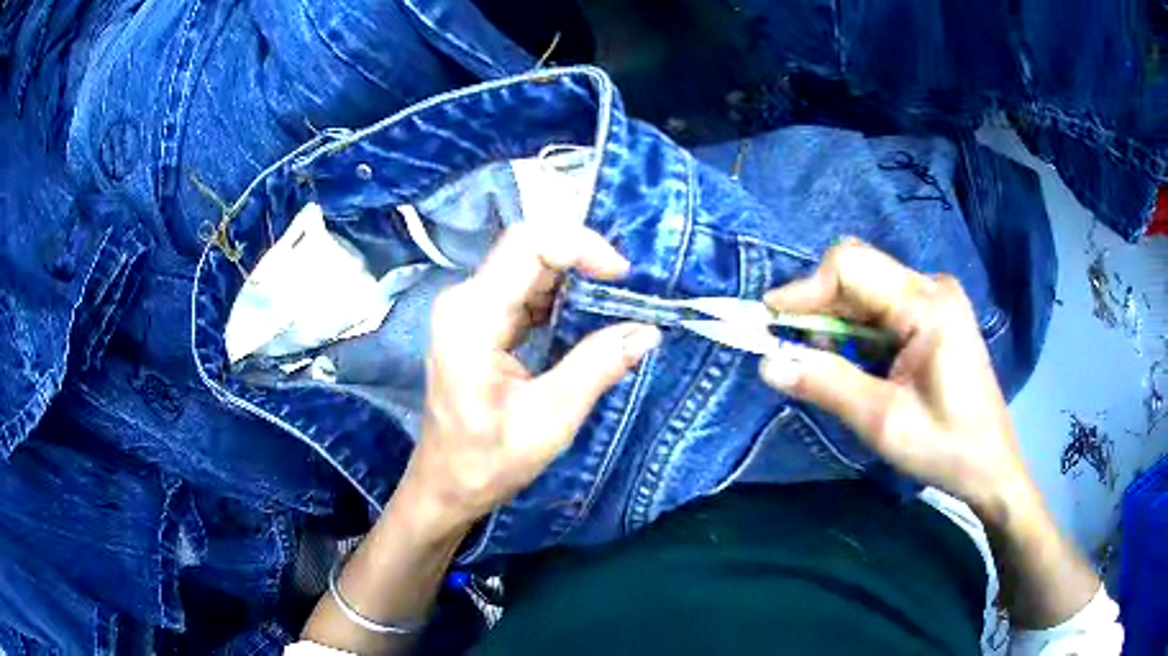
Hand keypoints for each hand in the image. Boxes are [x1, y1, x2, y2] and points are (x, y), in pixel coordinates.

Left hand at [400, 222, 661, 534]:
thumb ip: (597, 367)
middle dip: (584, 261)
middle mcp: (465, 300)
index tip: (623, 276)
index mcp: (472, 316)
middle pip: (529, 250)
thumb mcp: (550, 419)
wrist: (445, 486)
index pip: (528, 245)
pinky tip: (587, 317)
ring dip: (575, 279)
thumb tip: (647, 330)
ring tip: (616, 304)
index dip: (581, 246)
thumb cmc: (487, 462)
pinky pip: (524, 291)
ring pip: (529, 267)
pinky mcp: (478, 322)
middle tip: (629, 292)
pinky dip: (560, 297)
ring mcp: (469, 309)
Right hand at [758, 239, 1026, 515]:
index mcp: (928, 304)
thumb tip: (767, 362)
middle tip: (794, 353)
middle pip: (857, 274)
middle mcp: (931, 287)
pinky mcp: (933, 316)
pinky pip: (880, 309)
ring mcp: (934, 300)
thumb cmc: (947, 448)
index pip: (851, 266)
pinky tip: (855, 366)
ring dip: (835, 324)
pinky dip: (856, 333)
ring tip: (827, 368)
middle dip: (818, 309)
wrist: (991, 466)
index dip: (805, 290)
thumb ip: (827, 386)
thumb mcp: (884, 422)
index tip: (770, 324)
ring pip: (865, 291)